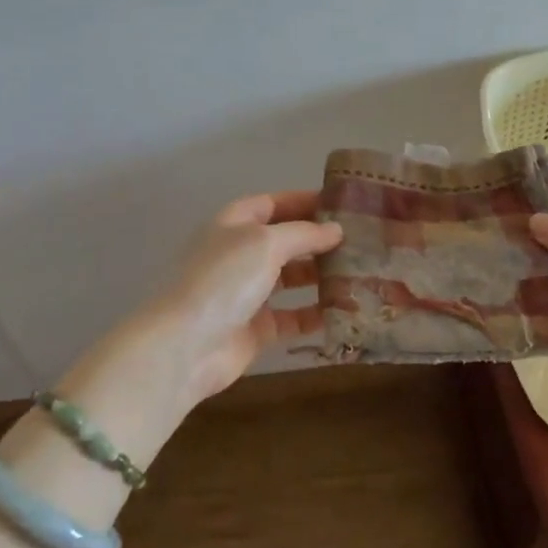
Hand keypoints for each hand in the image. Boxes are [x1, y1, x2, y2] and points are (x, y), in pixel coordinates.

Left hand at [152, 190, 343, 401]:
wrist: (186, 346)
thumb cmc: (224, 279)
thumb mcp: (266, 243)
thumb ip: (304, 234)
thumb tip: (336, 230)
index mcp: (235, 224)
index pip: (274, 203)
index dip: (305, 201)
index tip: (343, 204)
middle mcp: (240, 254)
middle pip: (285, 240)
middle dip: (319, 240)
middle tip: (361, 241)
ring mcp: (247, 292)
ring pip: (291, 278)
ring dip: (322, 276)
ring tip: (360, 273)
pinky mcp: (256, 328)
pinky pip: (293, 316)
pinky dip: (316, 313)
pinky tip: (345, 311)